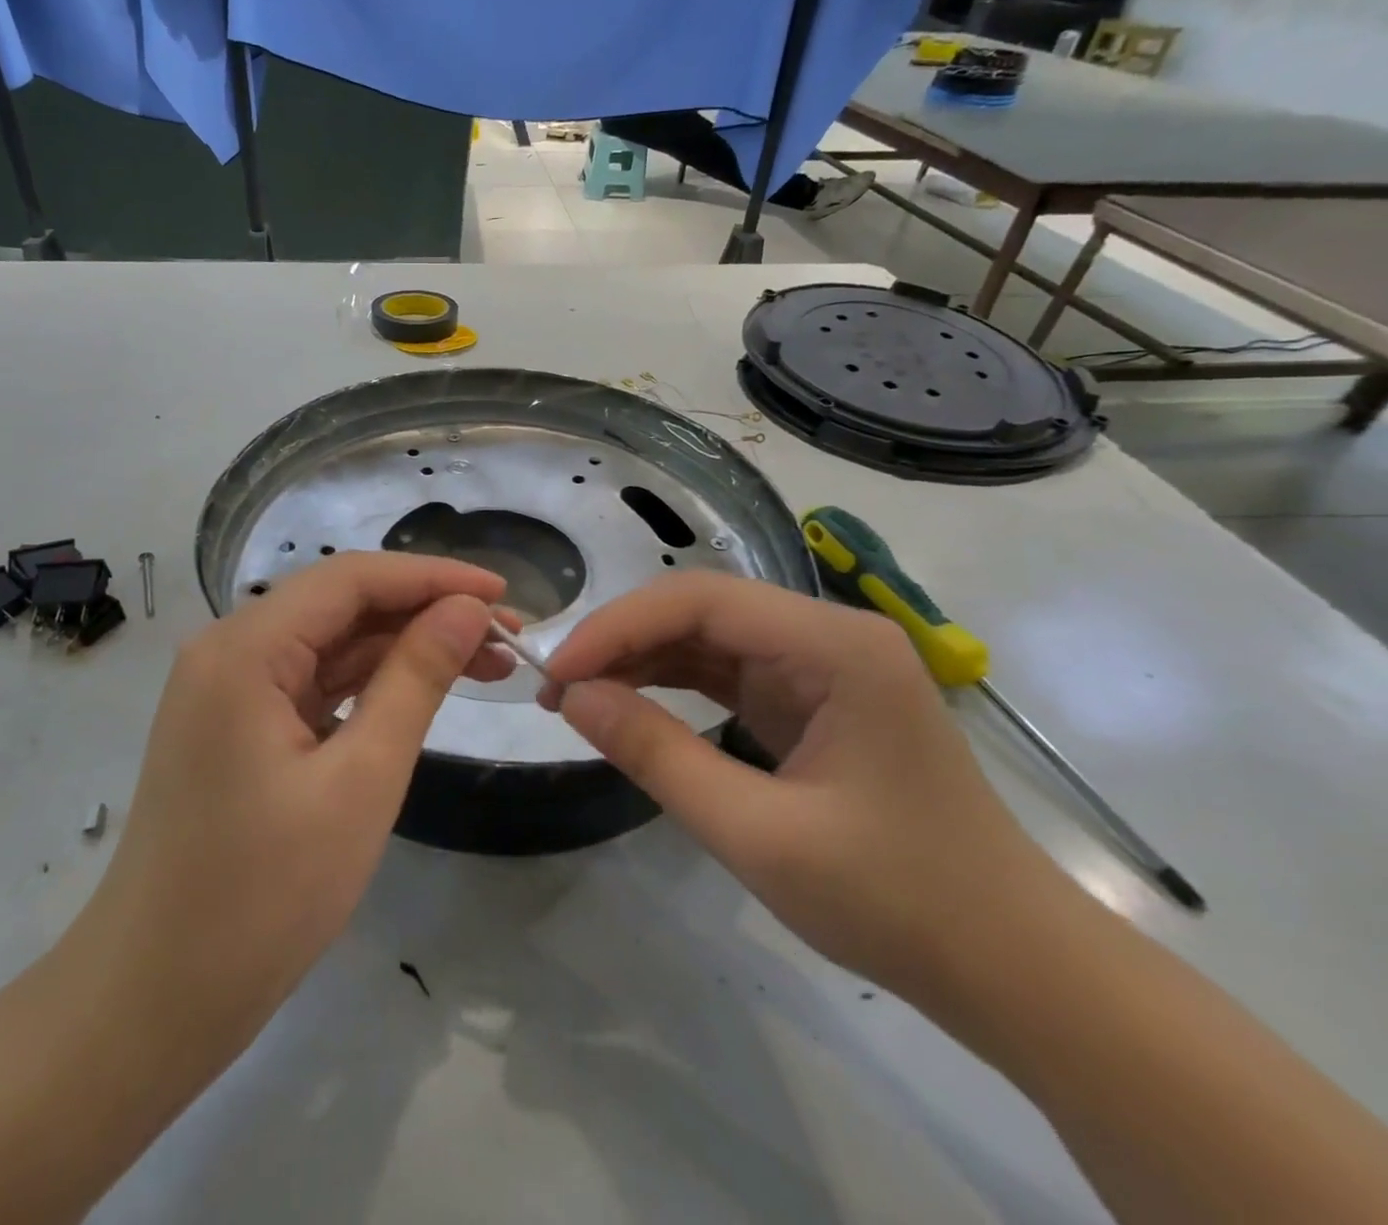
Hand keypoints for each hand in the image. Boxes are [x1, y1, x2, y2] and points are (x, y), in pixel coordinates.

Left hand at [70, 552, 512, 1065]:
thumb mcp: (361, 781)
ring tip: (486, 663)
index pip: (351, 578)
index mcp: (244, 648)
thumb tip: (467, 610)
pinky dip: (370, 683)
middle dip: (425, 612)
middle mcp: (228, 650)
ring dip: (404, 648)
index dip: (433, 577)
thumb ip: (416, 680)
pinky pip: (314, 682)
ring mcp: (229, 689)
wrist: (154, 1000)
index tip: (503, 594)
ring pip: (332, 643)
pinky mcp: (238, 725)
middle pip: (341, 604)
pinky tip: (421, 691)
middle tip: (507, 638)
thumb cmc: (262, 897)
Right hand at [538, 573, 1067, 999]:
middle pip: (701, 609)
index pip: (699, 600)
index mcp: (834, 646)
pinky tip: (629, 702)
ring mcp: (822, 665)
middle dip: (623, 641)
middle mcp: (829, 635)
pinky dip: (671, 683)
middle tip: (557, 688)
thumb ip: (657, 755)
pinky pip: (725, 671)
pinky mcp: (812, 698)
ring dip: (640, 659)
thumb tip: (572, 697)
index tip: (557, 673)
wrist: (1012, 969)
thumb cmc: (897, 901)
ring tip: (578, 696)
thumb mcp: (758, 834)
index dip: (617, 627)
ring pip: (708, 637)